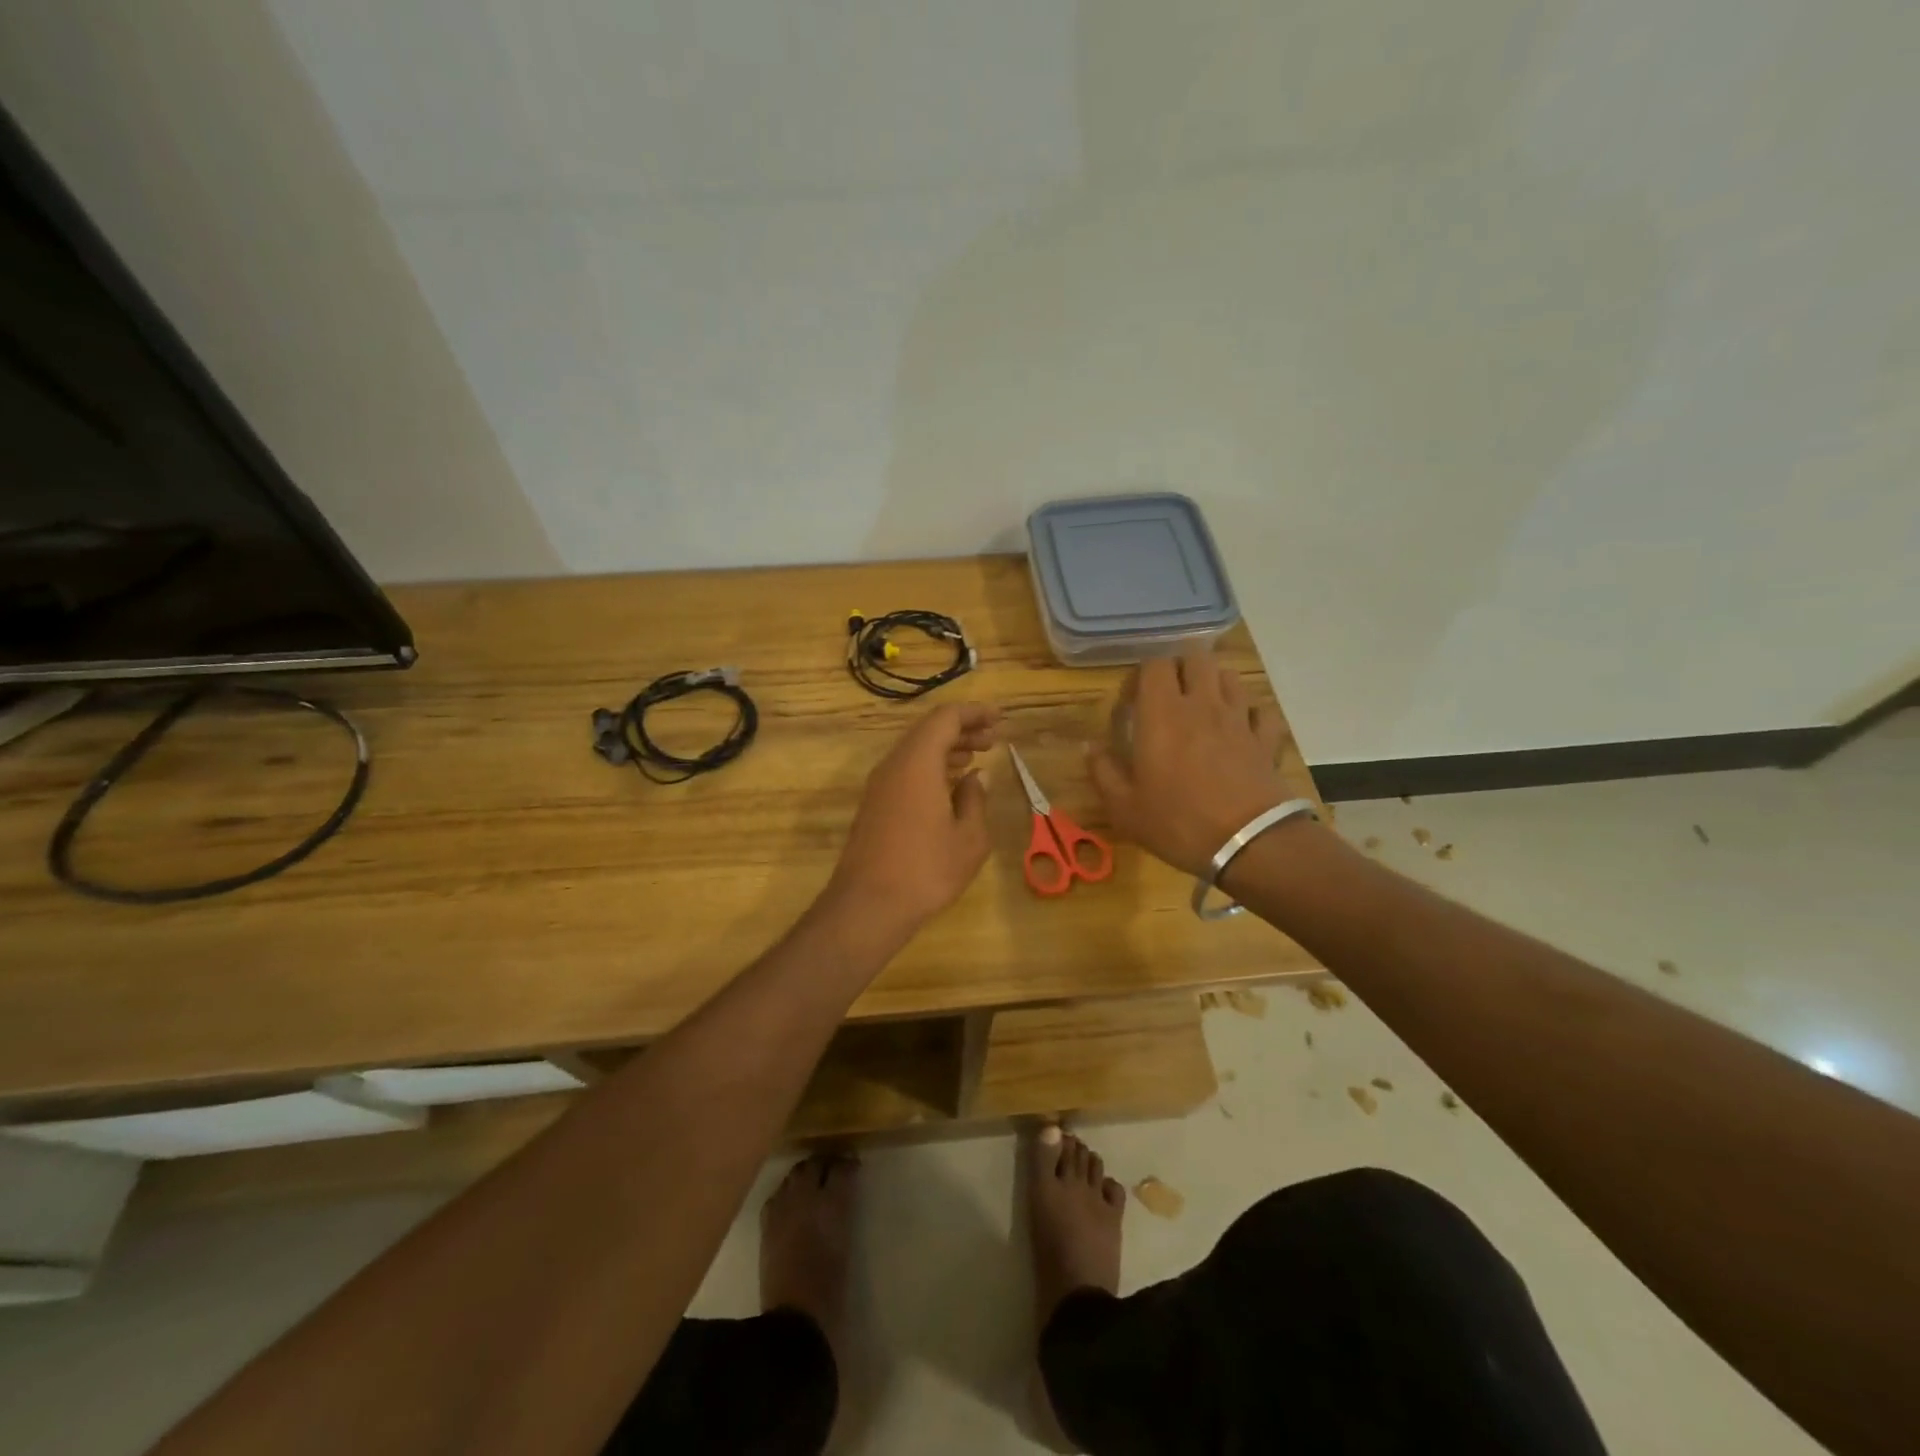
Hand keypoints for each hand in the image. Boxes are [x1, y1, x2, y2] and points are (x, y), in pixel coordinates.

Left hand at [826, 701, 999, 941]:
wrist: (868, 905)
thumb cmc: (926, 869)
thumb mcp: (969, 838)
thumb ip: (975, 800)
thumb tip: (977, 778)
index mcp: (917, 762)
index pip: (945, 718)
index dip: (974, 713)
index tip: (999, 719)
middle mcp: (894, 765)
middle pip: (928, 731)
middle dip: (962, 729)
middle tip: (992, 740)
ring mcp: (879, 786)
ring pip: (915, 751)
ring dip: (946, 749)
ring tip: (976, 758)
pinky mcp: (874, 806)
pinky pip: (905, 771)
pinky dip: (931, 768)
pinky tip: (950, 787)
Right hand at [1088, 648, 1290, 877]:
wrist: (1248, 844)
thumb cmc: (1177, 823)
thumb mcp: (1124, 807)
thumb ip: (1103, 772)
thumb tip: (1090, 746)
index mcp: (1162, 714)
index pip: (1153, 664)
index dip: (1140, 675)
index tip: (1132, 702)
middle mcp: (1202, 704)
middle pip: (1196, 657)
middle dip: (1179, 668)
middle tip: (1168, 697)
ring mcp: (1239, 719)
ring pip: (1229, 677)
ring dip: (1213, 684)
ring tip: (1202, 709)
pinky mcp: (1265, 739)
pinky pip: (1260, 711)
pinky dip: (1249, 714)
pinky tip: (1240, 730)